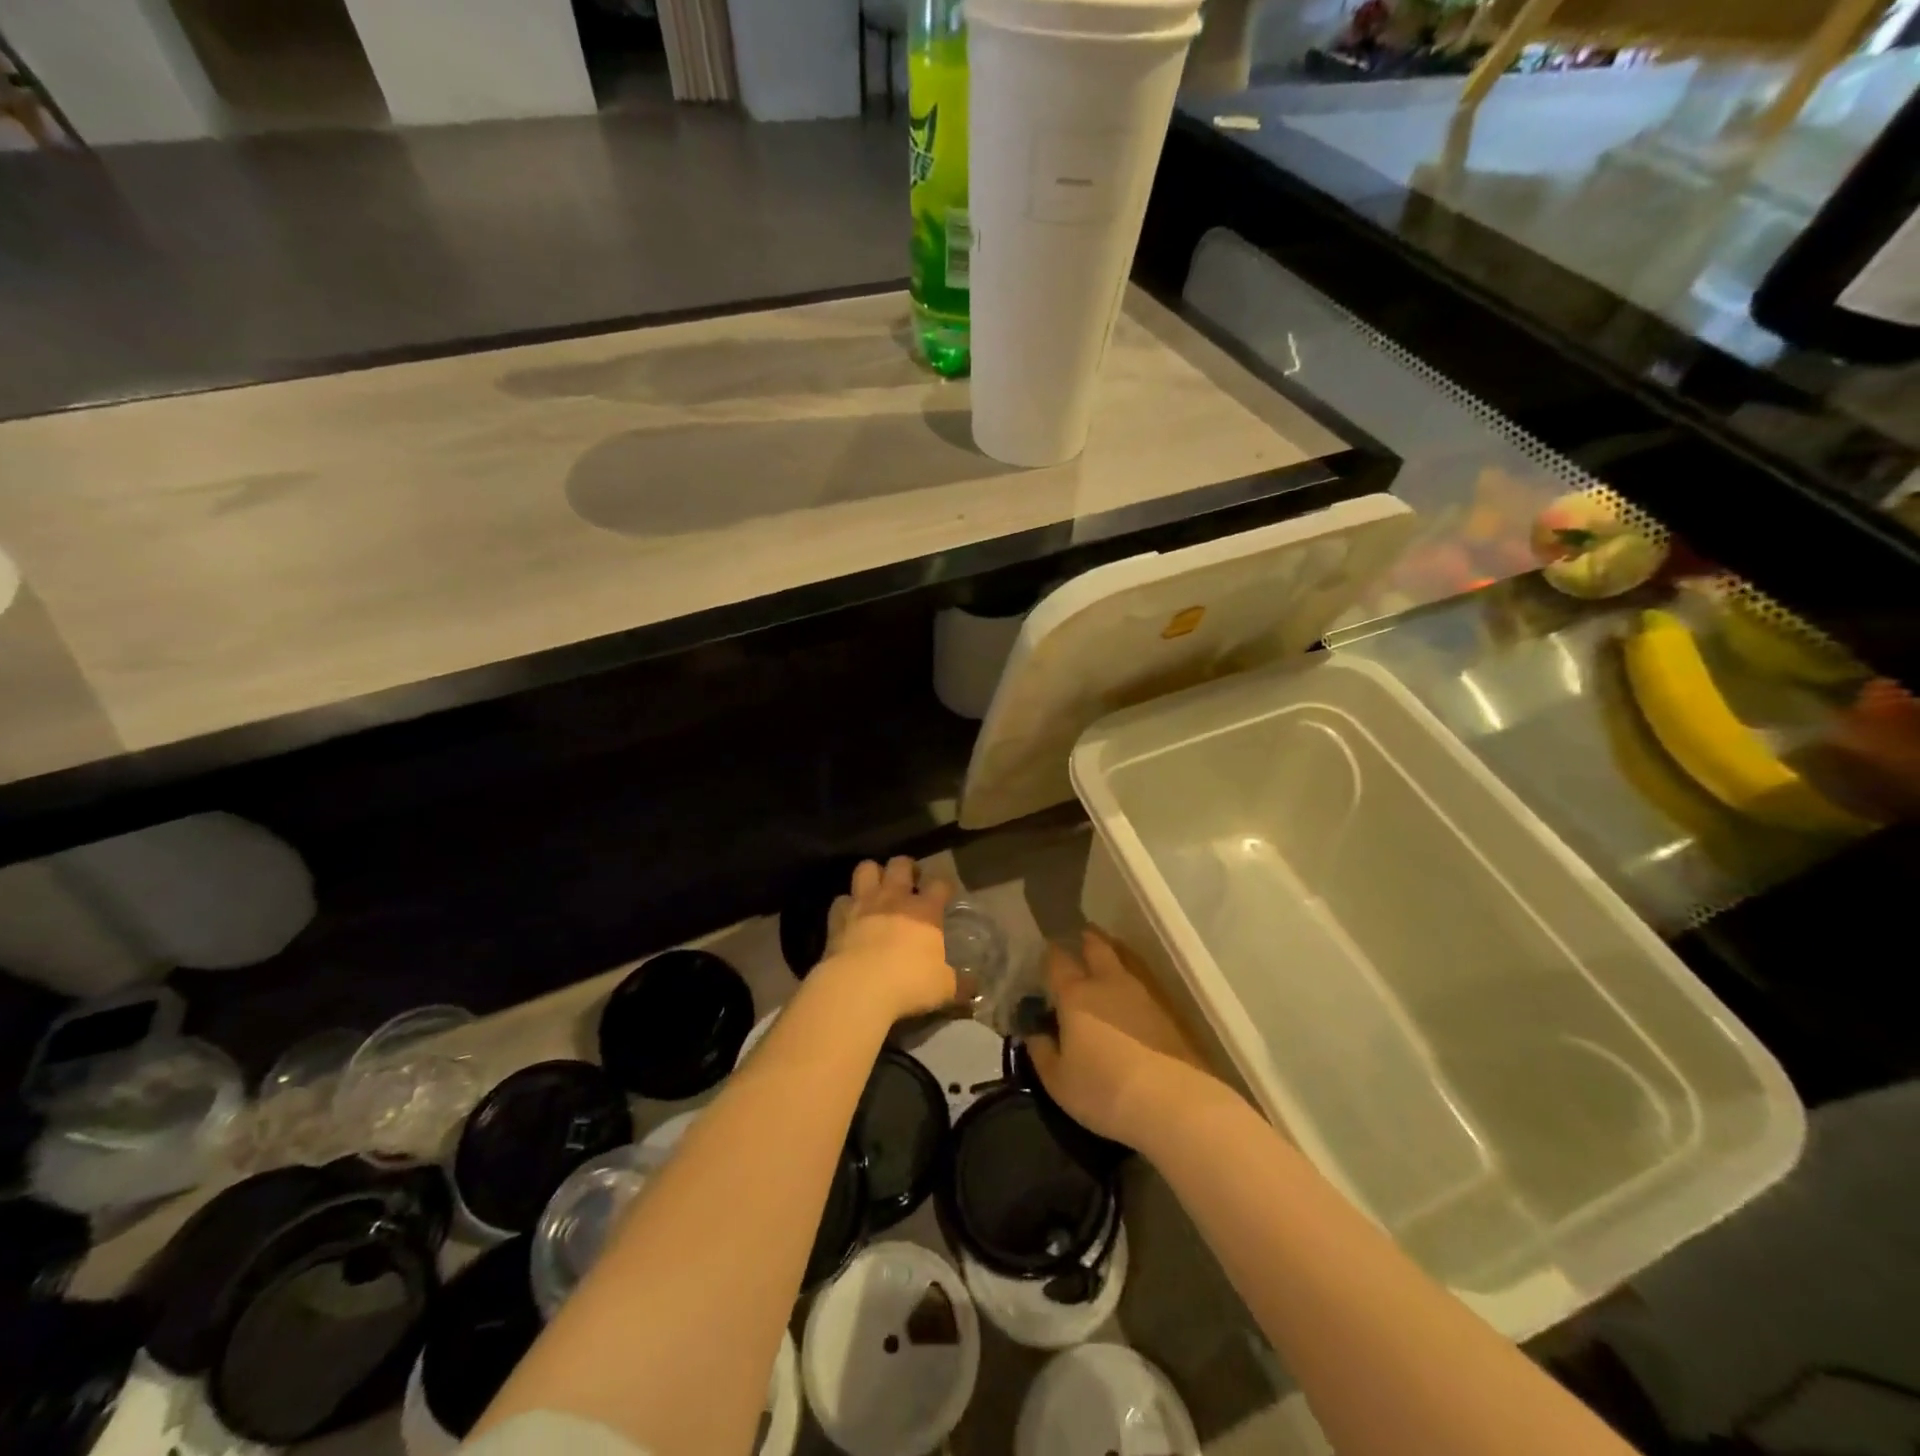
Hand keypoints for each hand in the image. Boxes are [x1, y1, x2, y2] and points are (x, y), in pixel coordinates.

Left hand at [819, 857, 956, 1023]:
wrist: (857, 987)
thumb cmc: (908, 983)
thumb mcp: (944, 988)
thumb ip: (959, 984)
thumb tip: (974, 988)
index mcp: (925, 910)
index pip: (940, 883)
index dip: (944, 885)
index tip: (946, 893)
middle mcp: (894, 898)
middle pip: (900, 864)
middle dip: (906, 868)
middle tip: (910, 882)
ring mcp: (863, 904)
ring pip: (866, 869)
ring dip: (873, 874)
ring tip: (877, 888)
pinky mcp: (837, 917)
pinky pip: (840, 900)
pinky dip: (846, 905)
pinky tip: (850, 916)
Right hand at [1025, 927, 1214, 1147]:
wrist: (1169, 1101)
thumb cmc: (1102, 1090)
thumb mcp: (1058, 1081)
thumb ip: (1041, 1053)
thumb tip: (1034, 1035)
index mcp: (1075, 995)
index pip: (1058, 962)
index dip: (1050, 954)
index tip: (1046, 952)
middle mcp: (1107, 985)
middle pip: (1097, 948)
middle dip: (1087, 940)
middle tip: (1081, 937)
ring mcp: (1141, 996)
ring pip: (1123, 965)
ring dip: (1111, 960)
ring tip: (1104, 966)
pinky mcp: (1166, 1014)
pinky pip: (1141, 989)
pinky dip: (1129, 988)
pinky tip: (1128, 1002)